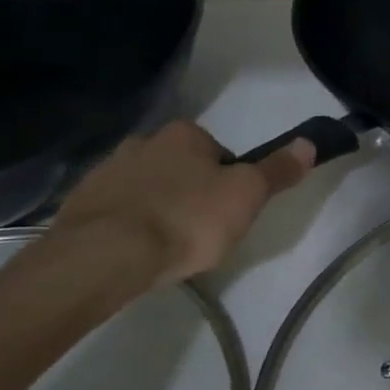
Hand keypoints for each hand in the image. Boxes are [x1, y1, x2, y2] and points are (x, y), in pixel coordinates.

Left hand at [47, 121, 312, 284]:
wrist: (106, 256)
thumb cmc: (188, 219)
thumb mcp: (247, 195)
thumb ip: (277, 170)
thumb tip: (309, 142)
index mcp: (184, 134)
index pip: (219, 151)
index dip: (230, 180)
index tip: (232, 210)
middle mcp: (142, 142)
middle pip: (181, 167)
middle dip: (192, 191)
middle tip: (204, 229)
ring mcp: (105, 172)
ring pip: (147, 188)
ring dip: (159, 207)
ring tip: (170, 245)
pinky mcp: (80, 205)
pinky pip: (117, 211)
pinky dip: (130, 225)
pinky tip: (139, 252)